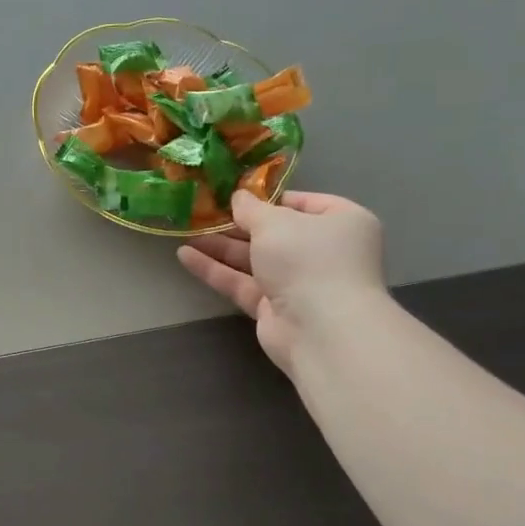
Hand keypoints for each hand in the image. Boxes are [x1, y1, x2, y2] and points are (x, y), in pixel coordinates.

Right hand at [178, 190, 385, 372]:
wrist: (320, 329)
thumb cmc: (308, 259)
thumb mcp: (275, 222)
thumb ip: (251, 208)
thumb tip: (238, 197)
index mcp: (340, 223)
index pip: (304, 203)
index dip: (271, 198)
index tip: (238, 196)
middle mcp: (322, 252)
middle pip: (274, 233)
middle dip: (237, 225)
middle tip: (202, 214)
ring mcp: (298, 282)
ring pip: (253, 259)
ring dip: (220, 246)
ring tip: (185, 233)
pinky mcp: (274, 308)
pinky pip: (242, 283)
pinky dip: (215, 270)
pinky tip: (184, 256)